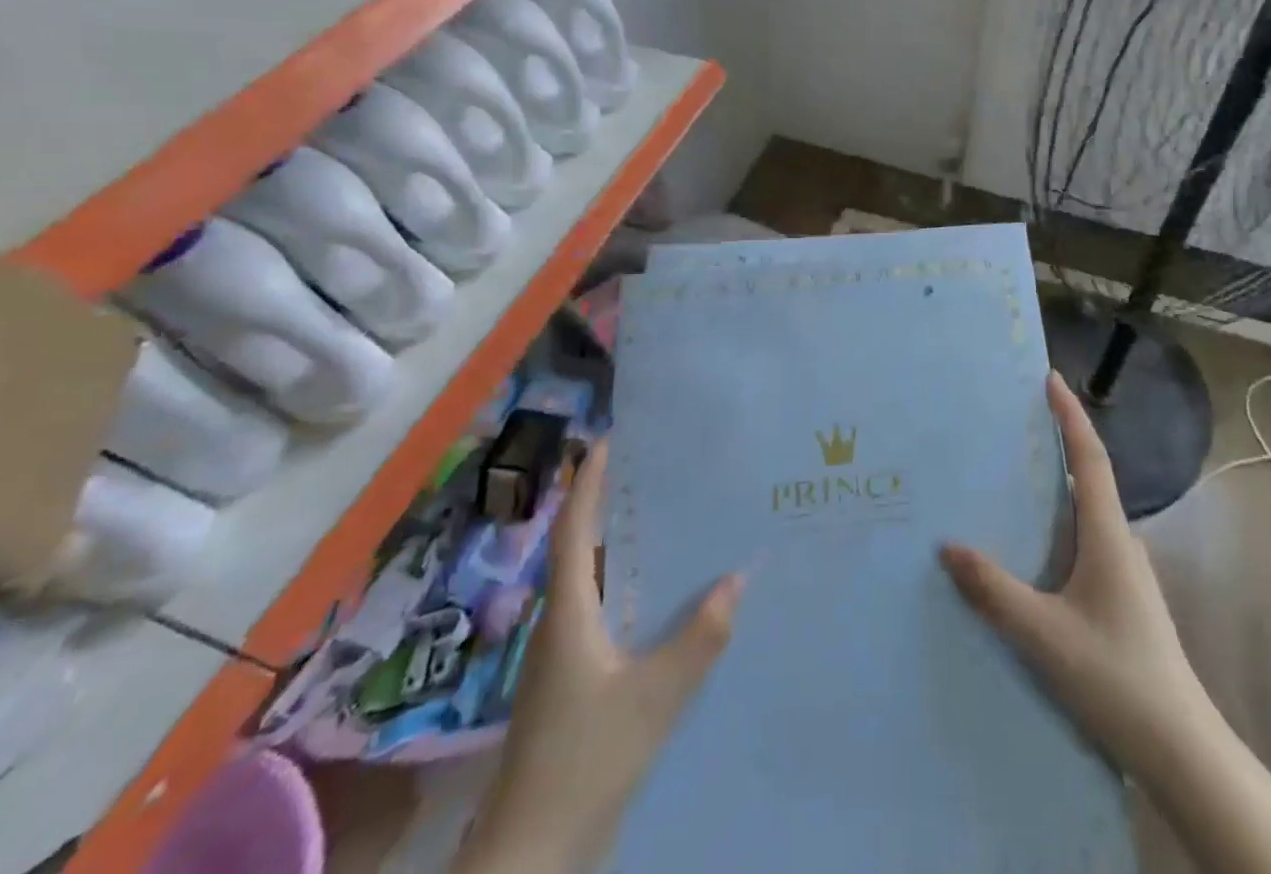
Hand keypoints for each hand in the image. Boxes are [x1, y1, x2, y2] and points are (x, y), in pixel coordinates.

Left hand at [458, 439, 743, 872]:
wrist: (532, 857)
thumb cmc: (585, 760)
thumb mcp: (652, 698)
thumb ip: (698, 639)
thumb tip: (738, 578)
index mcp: (568, 614)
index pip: (574, 531)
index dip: (587, 482)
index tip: (607, 438)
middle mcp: (562, 625)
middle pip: (583, 550)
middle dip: (612, 506)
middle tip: (656, 471)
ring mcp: (565, 658)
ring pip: (596, 586)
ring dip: (625, 550)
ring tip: (671, 522)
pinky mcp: (576, 685)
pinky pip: (606, 616)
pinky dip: (633, 593)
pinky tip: (668, 601)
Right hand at [939, 371, 1209, 779]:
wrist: (1180, 748)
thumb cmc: (1115, 677)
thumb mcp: (1044, 635)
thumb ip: (994, 591)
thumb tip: (948, 545)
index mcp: (1107, 535)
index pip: (1090, 457)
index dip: (1070, 415)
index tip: (1050, 378)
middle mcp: (1120, 542)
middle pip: (1090, 477)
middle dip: (1059, 443)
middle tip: (1017, 424)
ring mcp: (1125, 571)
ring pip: (1088, 513)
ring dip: (1058, 486)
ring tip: (1015, 479)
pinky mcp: (1123, 597)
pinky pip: (1087, 541)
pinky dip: (1060, 524)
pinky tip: (1034, 548)